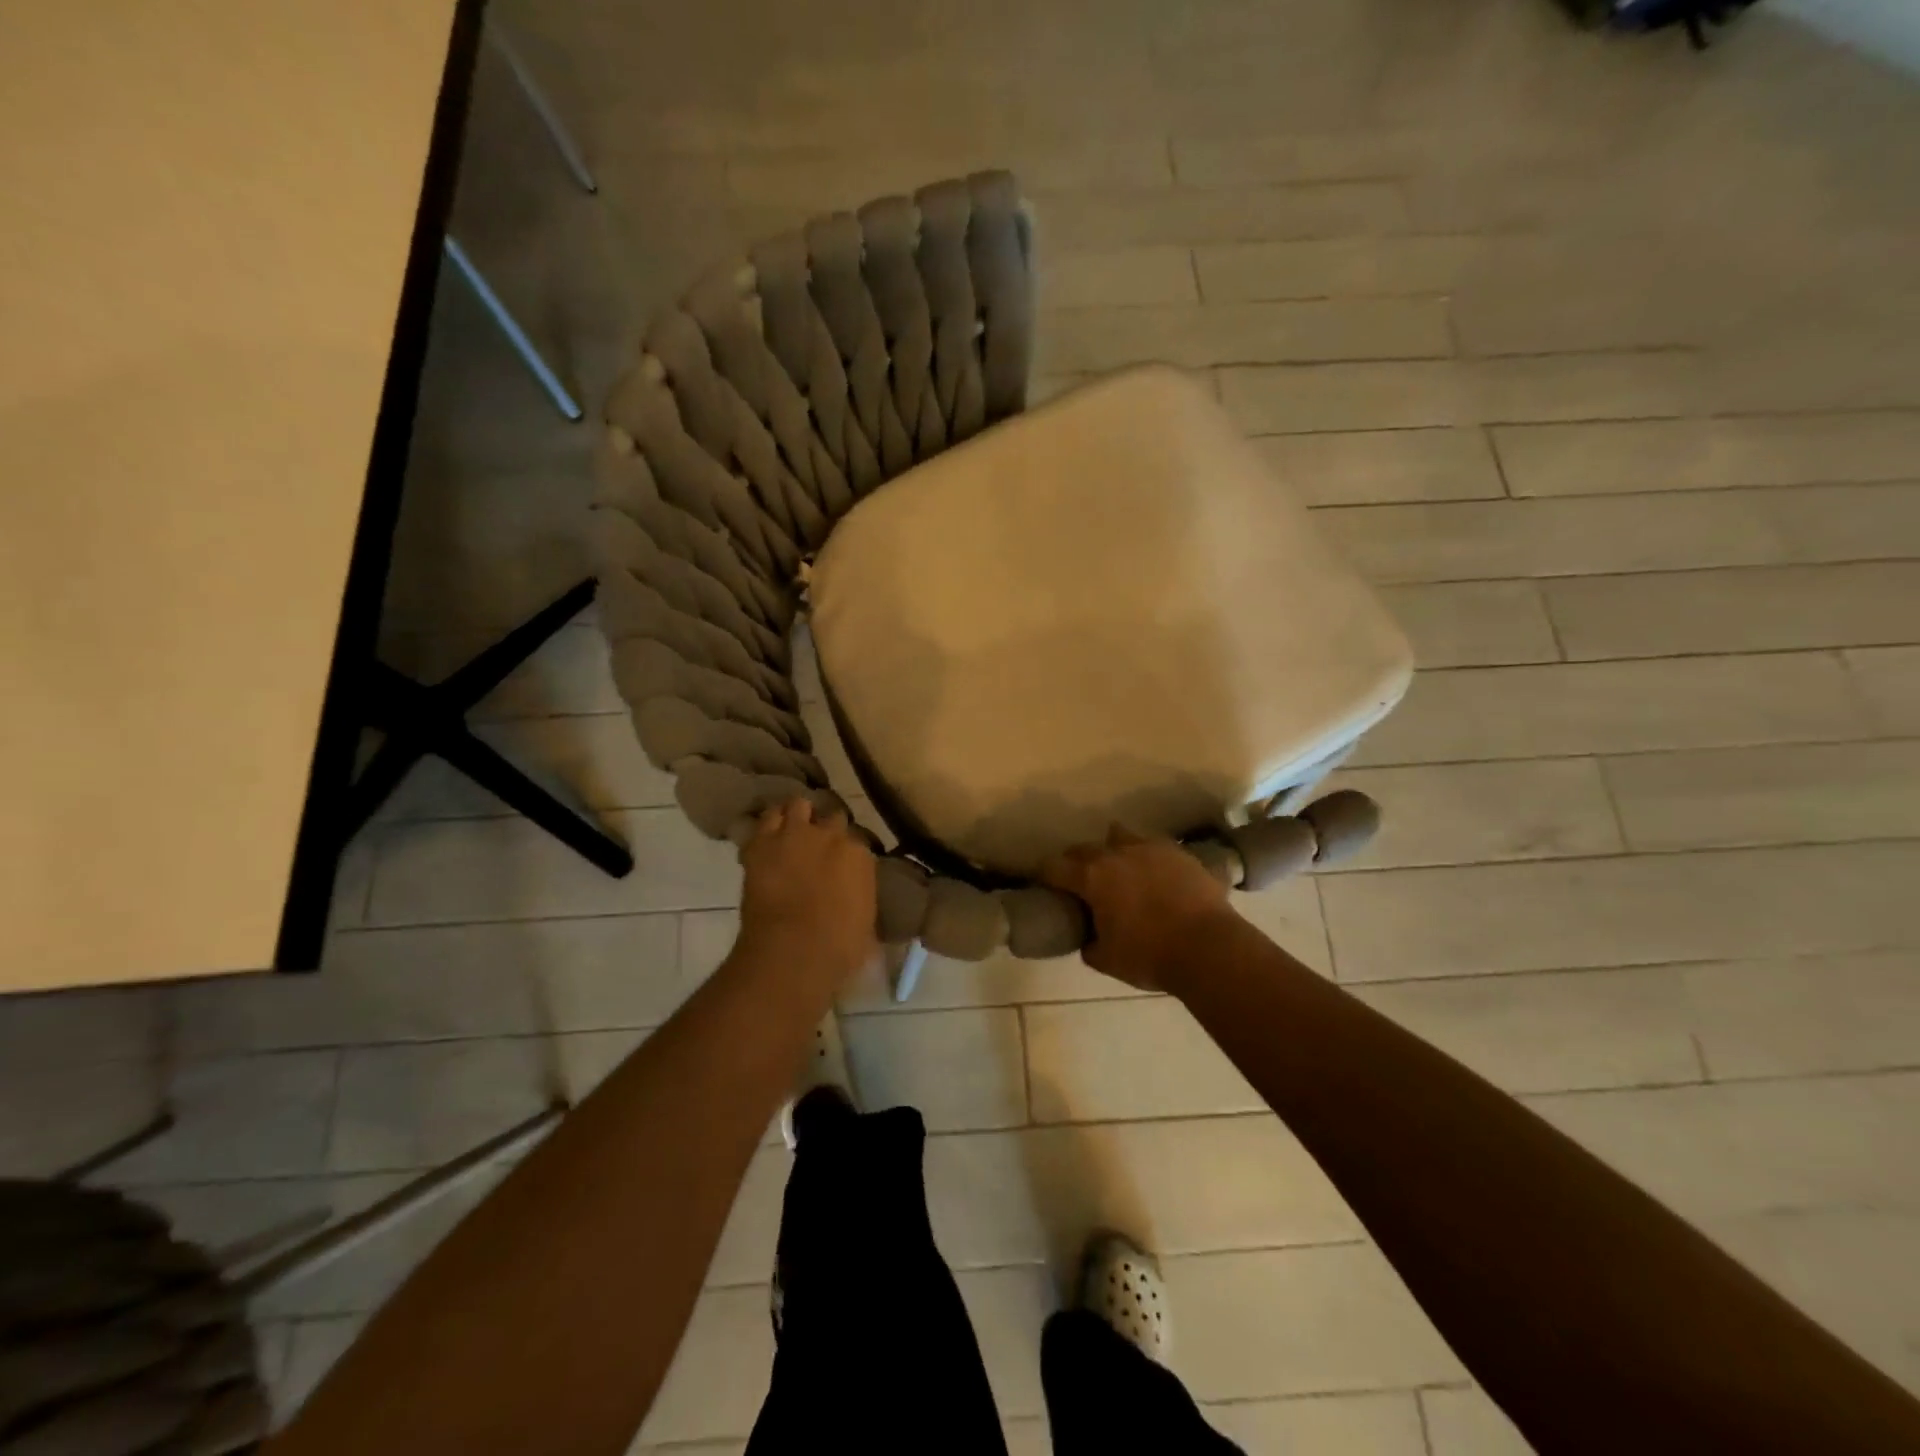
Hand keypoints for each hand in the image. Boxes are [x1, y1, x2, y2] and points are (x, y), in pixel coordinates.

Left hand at [737, 798, 877, 988]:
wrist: (794, 950)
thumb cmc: (840, 946)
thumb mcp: (866, 921)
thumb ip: (862, 897)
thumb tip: (856, 897)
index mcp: (859, 853)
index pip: (857, 838)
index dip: (848, 849)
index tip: (843, 861)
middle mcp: (830, 834)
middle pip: (831, 814)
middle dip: (825, 826)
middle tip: (818, 843)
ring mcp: (794, 834)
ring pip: (797, 805)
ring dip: (796, 815)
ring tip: (791, 828)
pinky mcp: (761, 843)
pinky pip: (765, 820)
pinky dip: (767, 826)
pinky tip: (766, 837)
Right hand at [1040, 825, 1234, 991]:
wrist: (1210, 948)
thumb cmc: (1150, 955)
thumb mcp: (1107, 960)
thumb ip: (1090, 944)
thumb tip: (1090, 938)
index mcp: (1092, 877)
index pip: (1054, 867)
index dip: (1045, 875)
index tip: (1044, 884)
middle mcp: (1117, 854)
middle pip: (1084, 848)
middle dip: (1076, 862)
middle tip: (1079, 881)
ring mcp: (1151, 848)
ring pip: (1121, 836)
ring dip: (1113, 850)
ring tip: (1120, 869)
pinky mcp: (1180, 853)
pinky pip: (1155, 847)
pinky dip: (1148, 859)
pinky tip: (1155, 876)